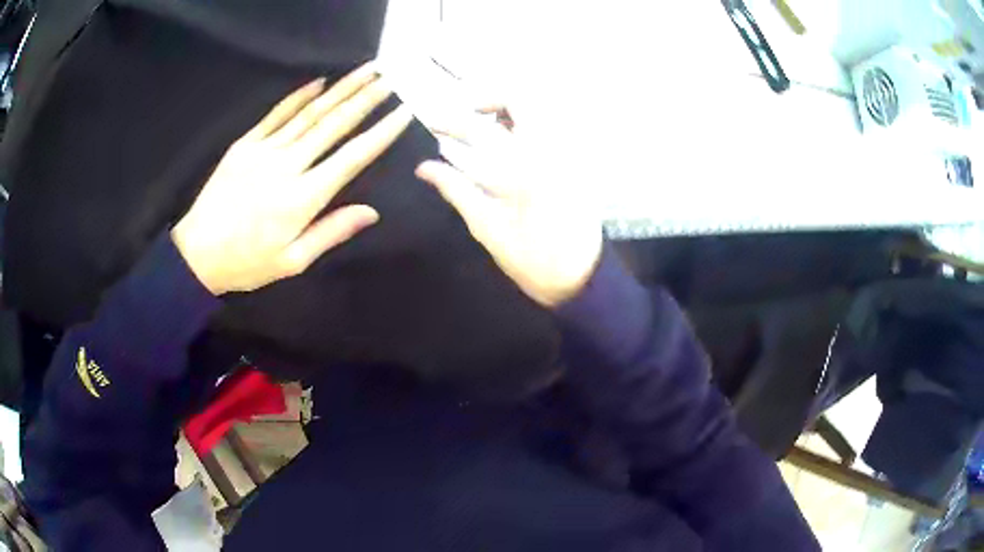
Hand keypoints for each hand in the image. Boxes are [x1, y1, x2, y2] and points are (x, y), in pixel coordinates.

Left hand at [173, 64, 413, 294]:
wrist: (196, 254)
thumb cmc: (247, 263)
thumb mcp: (293, 261)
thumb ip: (331, 232)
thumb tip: (371, 212)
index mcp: (302, 198)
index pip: (351, 158)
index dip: (380, 133)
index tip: (404, 112)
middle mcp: (287, 166)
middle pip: (333, 125)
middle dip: (366, 99)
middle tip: (391, 79)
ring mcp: (263, 150)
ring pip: (309, 113)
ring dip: (341, 89)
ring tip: (366, 71)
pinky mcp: (245, 144)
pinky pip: (276, 114)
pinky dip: (298, 96)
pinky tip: (319, 81)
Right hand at [415, 108, 601, 307]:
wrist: (582, 279)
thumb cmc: (533, 260)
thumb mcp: (488, 228)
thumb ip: (456, 190)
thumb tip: (424, 168)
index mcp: (523, 169)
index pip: (480, 129)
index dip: (451, 121)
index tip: (433, 122)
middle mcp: (548, 151)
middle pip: (523, 100)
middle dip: (491, 99)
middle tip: (469, 115)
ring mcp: (567, 155)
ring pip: (541, 110)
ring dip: (511, 110)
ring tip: (488, 127)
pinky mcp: (576, 164)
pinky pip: (552, 129)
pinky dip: (529, 125)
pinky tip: (513, 145)